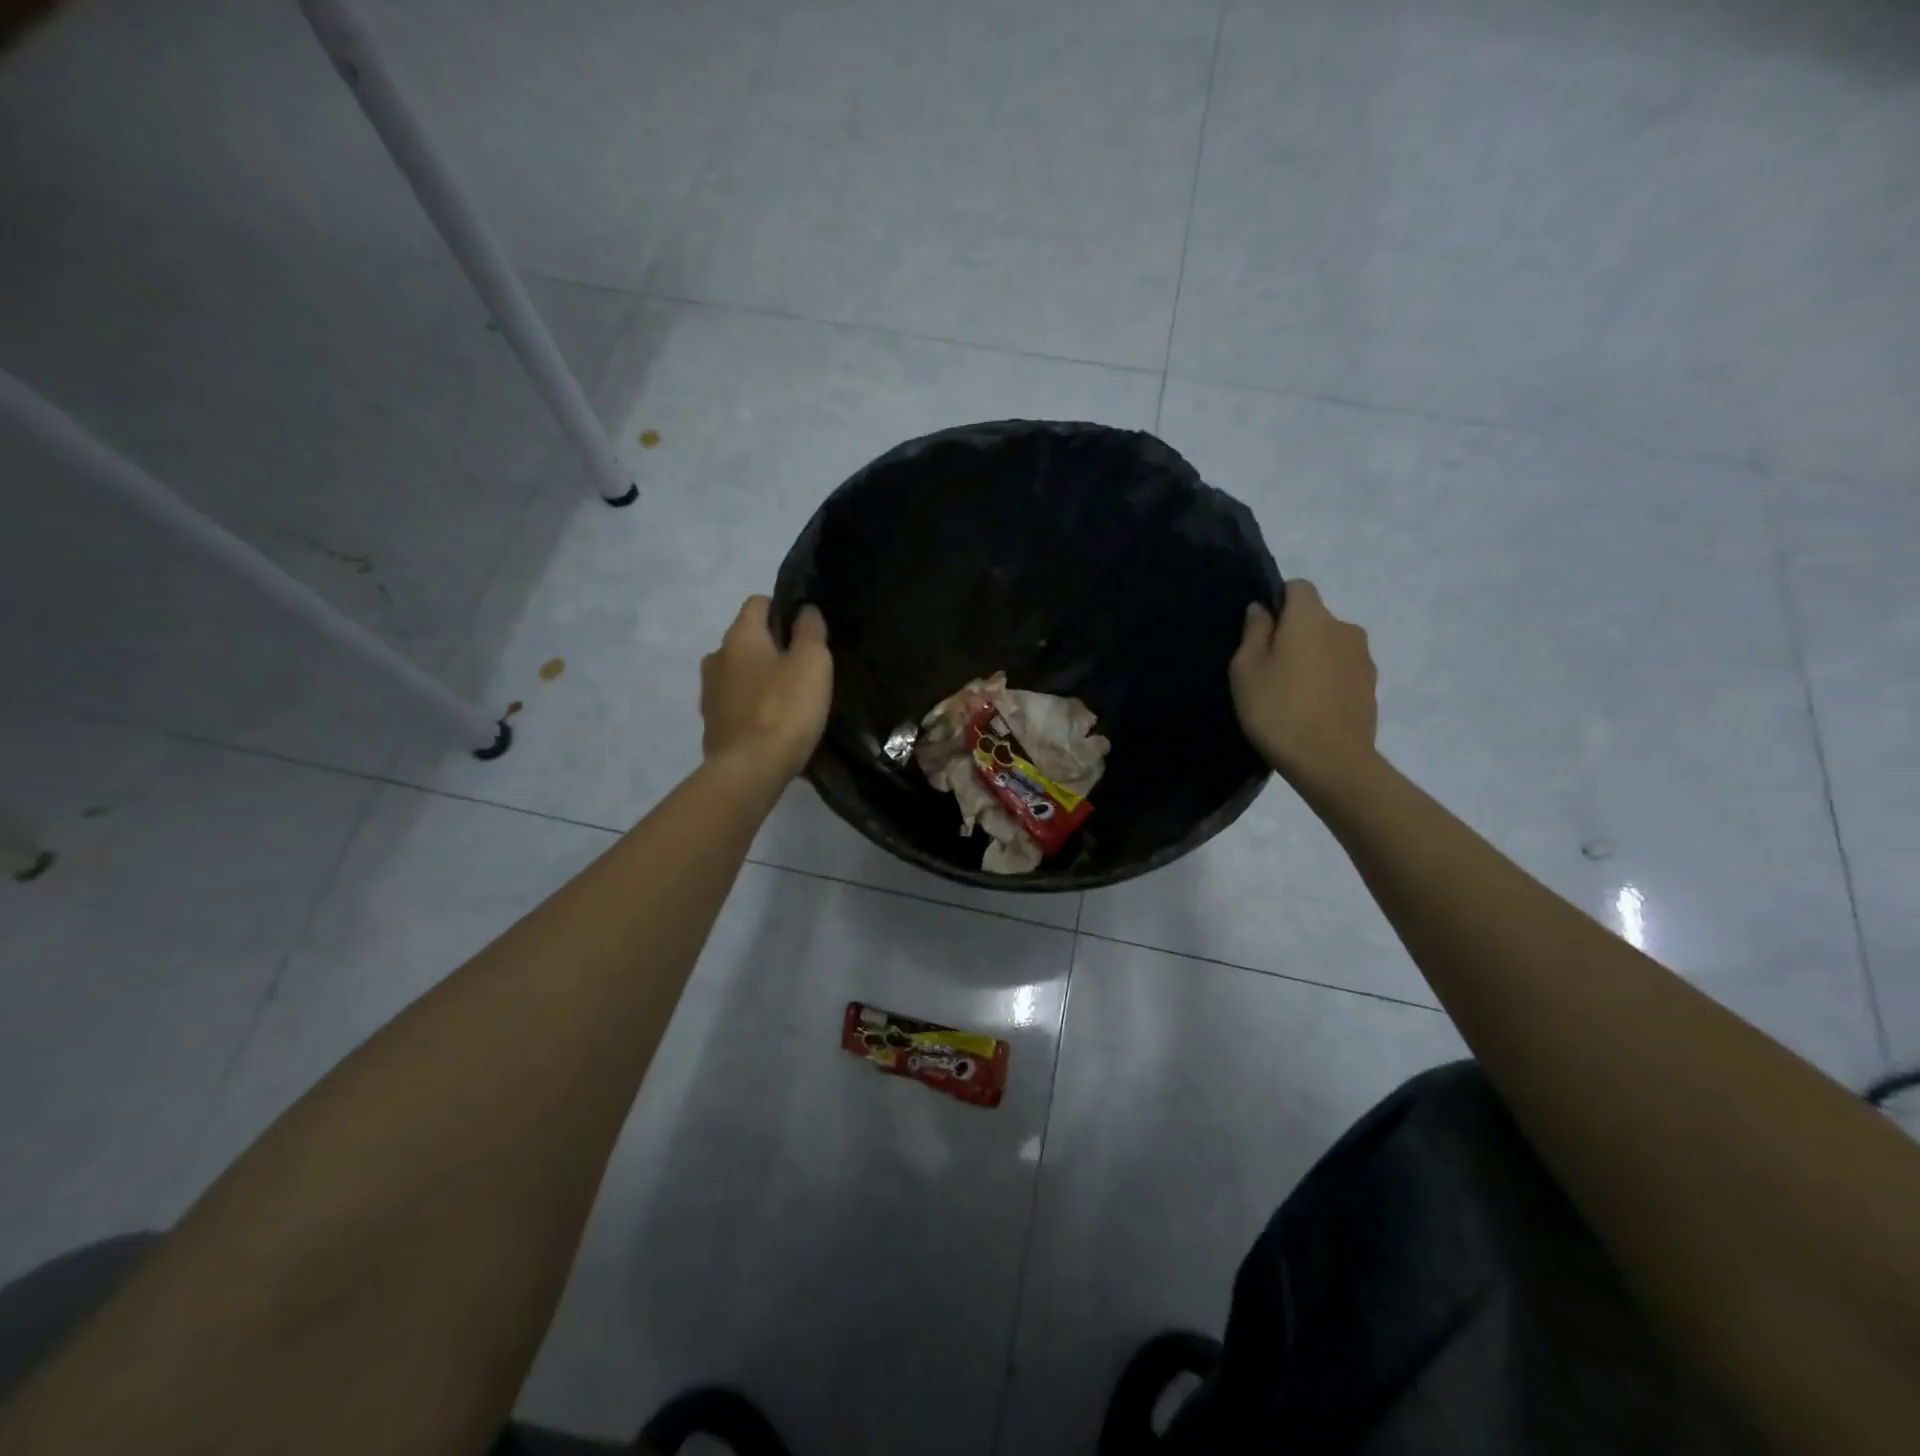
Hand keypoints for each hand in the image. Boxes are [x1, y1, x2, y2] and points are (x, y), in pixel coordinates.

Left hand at [701, 596, 831, 781]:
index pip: (757, 603)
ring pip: (738, 673)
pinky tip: (772, 723)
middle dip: (771, 647)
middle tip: (802, 667)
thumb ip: (810, 631)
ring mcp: (709, 694)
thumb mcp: (812, 662)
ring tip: (788, 698)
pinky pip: (735, 704)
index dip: (782, 609)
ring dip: (759, 679)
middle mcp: (716, 658)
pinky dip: (752, 706)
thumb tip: (805, 610)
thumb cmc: (785, 708)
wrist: (750, 770)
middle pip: (746, 640)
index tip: (806, 629)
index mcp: (739, 636)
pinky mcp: (712, 725)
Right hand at [1230, 580, 1378, 787]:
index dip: (1278, 602)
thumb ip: (1254, 633)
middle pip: (1315, 618)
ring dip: (1312, 658)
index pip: (1298, 587)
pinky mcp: (1371, 685)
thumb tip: (1262, 609)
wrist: (1331, 761)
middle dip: (1294, 633)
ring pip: (1330, 644)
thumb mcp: (1246, 670)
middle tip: (1269, 668)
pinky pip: (1342, 670)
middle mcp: (1344, 627)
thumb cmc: (1278, 710)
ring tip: (1291, 692)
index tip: (1260, 632)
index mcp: (1311, 617)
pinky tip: (1311, 708)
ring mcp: (1363, 657)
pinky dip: (1327, 679)